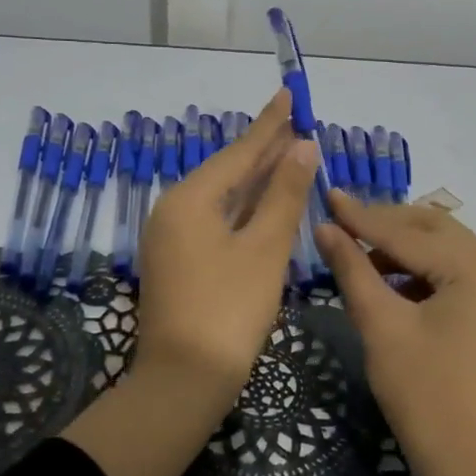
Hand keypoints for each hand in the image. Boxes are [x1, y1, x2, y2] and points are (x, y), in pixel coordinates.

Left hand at [65, 90, 318, 475]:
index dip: (269, 124)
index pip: (239, 152)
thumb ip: (283, 194)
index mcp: (190, 199)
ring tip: (289, 152)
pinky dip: (245, 208)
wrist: (184, 381)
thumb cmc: (229, 310)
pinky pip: (218, 220)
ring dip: (257, 179)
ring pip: (224, 197)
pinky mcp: (180, 262)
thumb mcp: (264, 248)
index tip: (288, 94)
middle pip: (229, 171)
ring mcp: (174, 238)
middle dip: (264, 148)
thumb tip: (301, 147)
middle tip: (296, 122)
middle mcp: (175, 210)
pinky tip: (266, 201)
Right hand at [314, 194, 475, 475]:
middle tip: (342, 220)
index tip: (328, 193)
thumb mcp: (382, 327)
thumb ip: (353, 269)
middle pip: (436, 230)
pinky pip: (457, 276)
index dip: (363, 216)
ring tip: (359, 250)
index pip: (410, 233)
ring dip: (404, 246)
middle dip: (388, 223)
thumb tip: (326, 228)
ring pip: (448, 251)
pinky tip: (390, 280)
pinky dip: (423, 271)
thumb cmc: (425, 397)